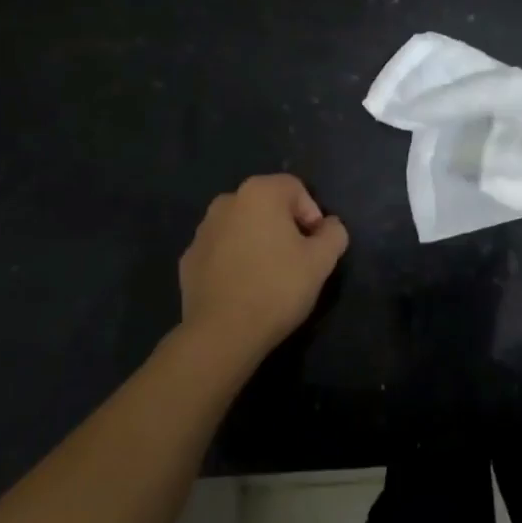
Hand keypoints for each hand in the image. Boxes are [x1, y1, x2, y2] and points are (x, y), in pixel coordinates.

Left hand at [178, 175, 348, 364]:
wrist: (222, 333)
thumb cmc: (277, 287)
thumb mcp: (322, 261)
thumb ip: (334, 234)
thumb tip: (329, 226)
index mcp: (259, 193)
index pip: (295, 189)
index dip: (312, 214)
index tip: (315, 246)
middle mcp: (226, 201)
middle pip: (266, 205)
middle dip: (284, 226)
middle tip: (296, 260)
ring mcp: (202, 230)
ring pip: (241, 226)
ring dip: (257, 241)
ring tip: (268, 276)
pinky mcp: (188, 259)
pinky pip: (221, 250)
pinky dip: (234, 260)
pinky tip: (243, 288)